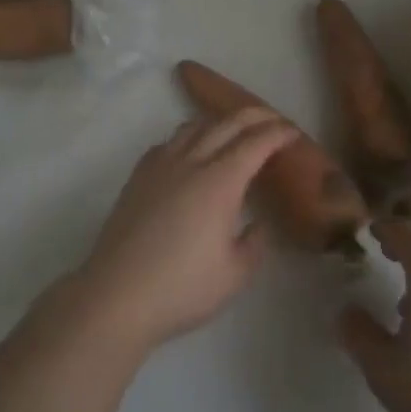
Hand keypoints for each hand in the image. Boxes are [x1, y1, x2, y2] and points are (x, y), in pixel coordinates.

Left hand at [75, 109, 296, 351]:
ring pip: (194, 126)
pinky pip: (169, 142)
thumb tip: (258, 223)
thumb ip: (255, 243)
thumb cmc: (182, 288)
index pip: (256, 143)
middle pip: (227, 124)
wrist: (116, 296)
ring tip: (234, 128)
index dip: (278, 133)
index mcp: (220, 182)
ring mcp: (161, 166)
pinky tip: (190, 149)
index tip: (294, 133)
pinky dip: (189, 135)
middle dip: (255, 116)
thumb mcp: (235, 275)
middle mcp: (192, 163)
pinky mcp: (138, 177)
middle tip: (274, 120)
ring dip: (220, 120)